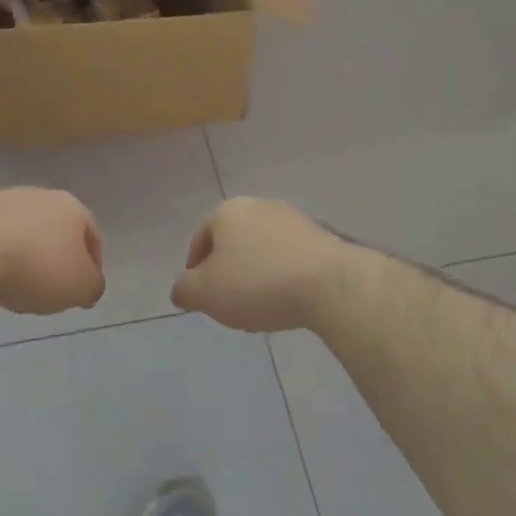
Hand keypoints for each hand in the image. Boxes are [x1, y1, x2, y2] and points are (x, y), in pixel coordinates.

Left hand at [0, 188, 104, 314]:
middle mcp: (41, 195)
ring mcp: (3, 200)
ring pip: (24, 232)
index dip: (92, 265)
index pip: (92, 236)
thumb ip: (92, 286)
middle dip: (57, 258)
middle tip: (53, 288)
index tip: (84, 291)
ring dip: (25, 256)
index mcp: (73, 208)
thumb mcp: (80, 287)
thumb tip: (89, 285)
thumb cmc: (36, 266)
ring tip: (18, 285)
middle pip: (56, 231)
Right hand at [172, 197, 351, 333]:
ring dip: (256, 278)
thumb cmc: (258, 284)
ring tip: (261, 310)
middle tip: (230, 307)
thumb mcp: (204, 293)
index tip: (203, 301)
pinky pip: (290, 260)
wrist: (333, 285)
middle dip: (228, 275)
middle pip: (232, 246)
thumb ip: (184, 289)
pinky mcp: (323, 237)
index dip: (195, 274)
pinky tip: (288, 302)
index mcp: (226, 212)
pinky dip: (283, 278)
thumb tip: (182, 290)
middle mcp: (259, 206)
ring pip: (262, 252)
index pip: (199, 243)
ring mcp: (294, 219)